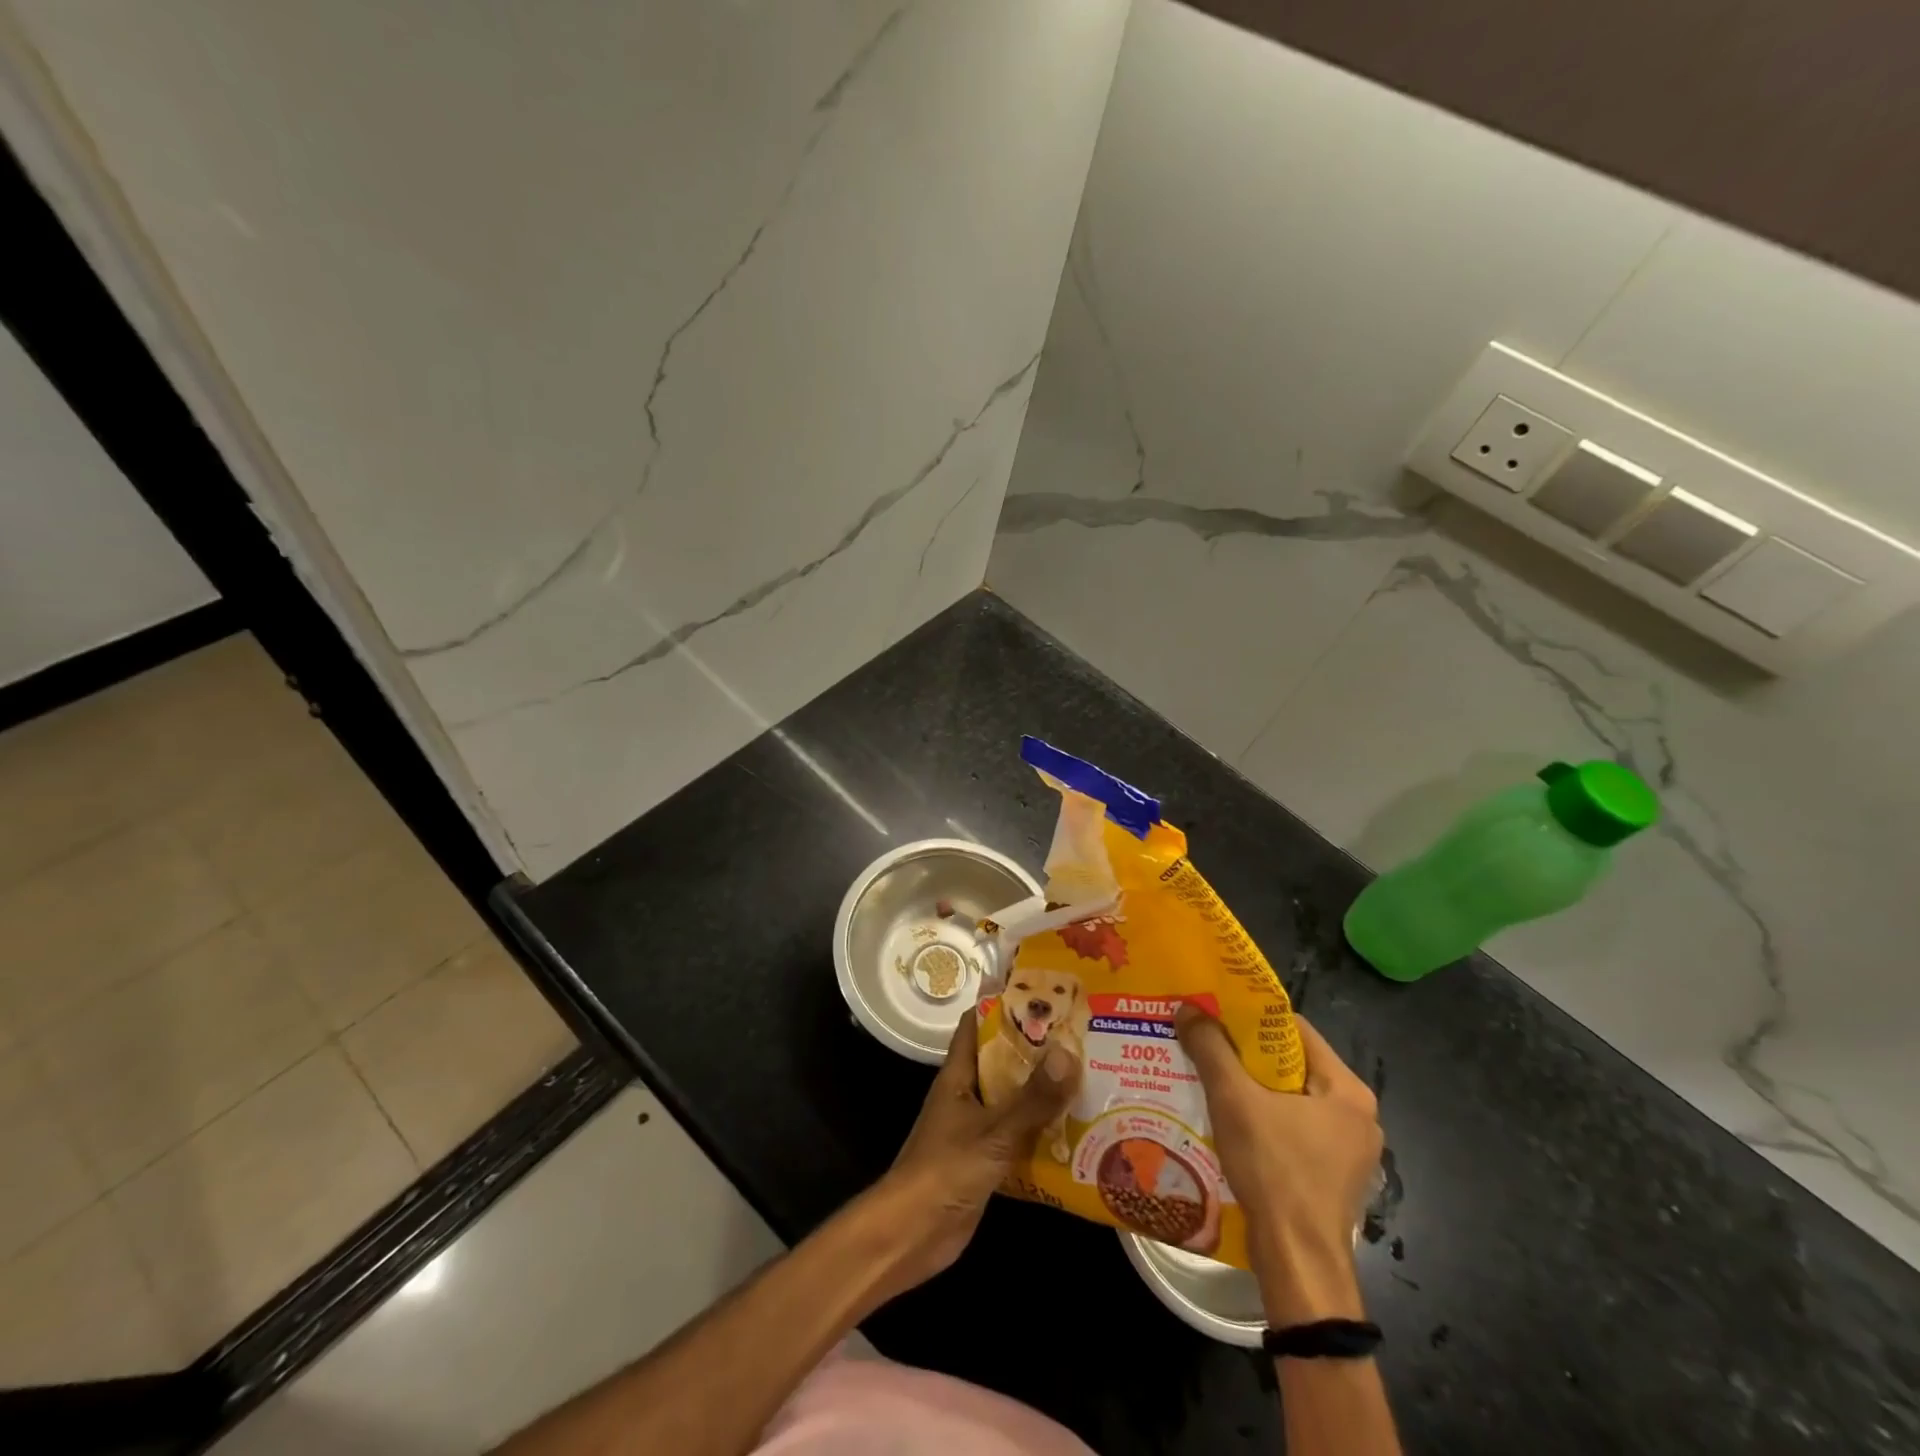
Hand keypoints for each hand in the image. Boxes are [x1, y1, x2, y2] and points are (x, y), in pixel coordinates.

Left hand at [867, 1013, 1079, 1295]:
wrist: (912, 1235)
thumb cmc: (945, 1170)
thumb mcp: (994, 1131)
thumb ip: (1032, 1098)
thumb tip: (1069, 1052)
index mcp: (958, 1075)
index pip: (977, 1024)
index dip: (1004, 1004)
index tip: (1042, 992)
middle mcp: (967, 1095)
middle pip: (1003, 1061)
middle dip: (1037, 1049)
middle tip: (1082, 1036)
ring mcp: (975, 1129)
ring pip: (1014, 1100)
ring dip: (1044, 1092)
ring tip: (1090, 1077)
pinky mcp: (986, 1161)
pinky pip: (1019, 1137)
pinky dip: (1043, 1133)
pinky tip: (1078, 1134)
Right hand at [1176, 1007, 1382, 1325]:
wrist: (1298, 1264)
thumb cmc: (1275, 1170)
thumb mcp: (1234, 1100)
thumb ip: (1211, 1049)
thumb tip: (1187, 1007)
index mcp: (1348, 1089)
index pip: (1295, 1030)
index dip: (1252, 1017)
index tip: (1214, 1014)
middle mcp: (1357, 1115)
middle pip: (1292, 1064)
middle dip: (1246, 1055)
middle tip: (1205, 1045)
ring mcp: (1348, 1151)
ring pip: (1290, 1099)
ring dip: (1251, 1089)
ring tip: (1209, 1079)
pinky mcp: (1332, 1177)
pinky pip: (1293, 1130)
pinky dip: (1263, 1120)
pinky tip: (1229, 1122)